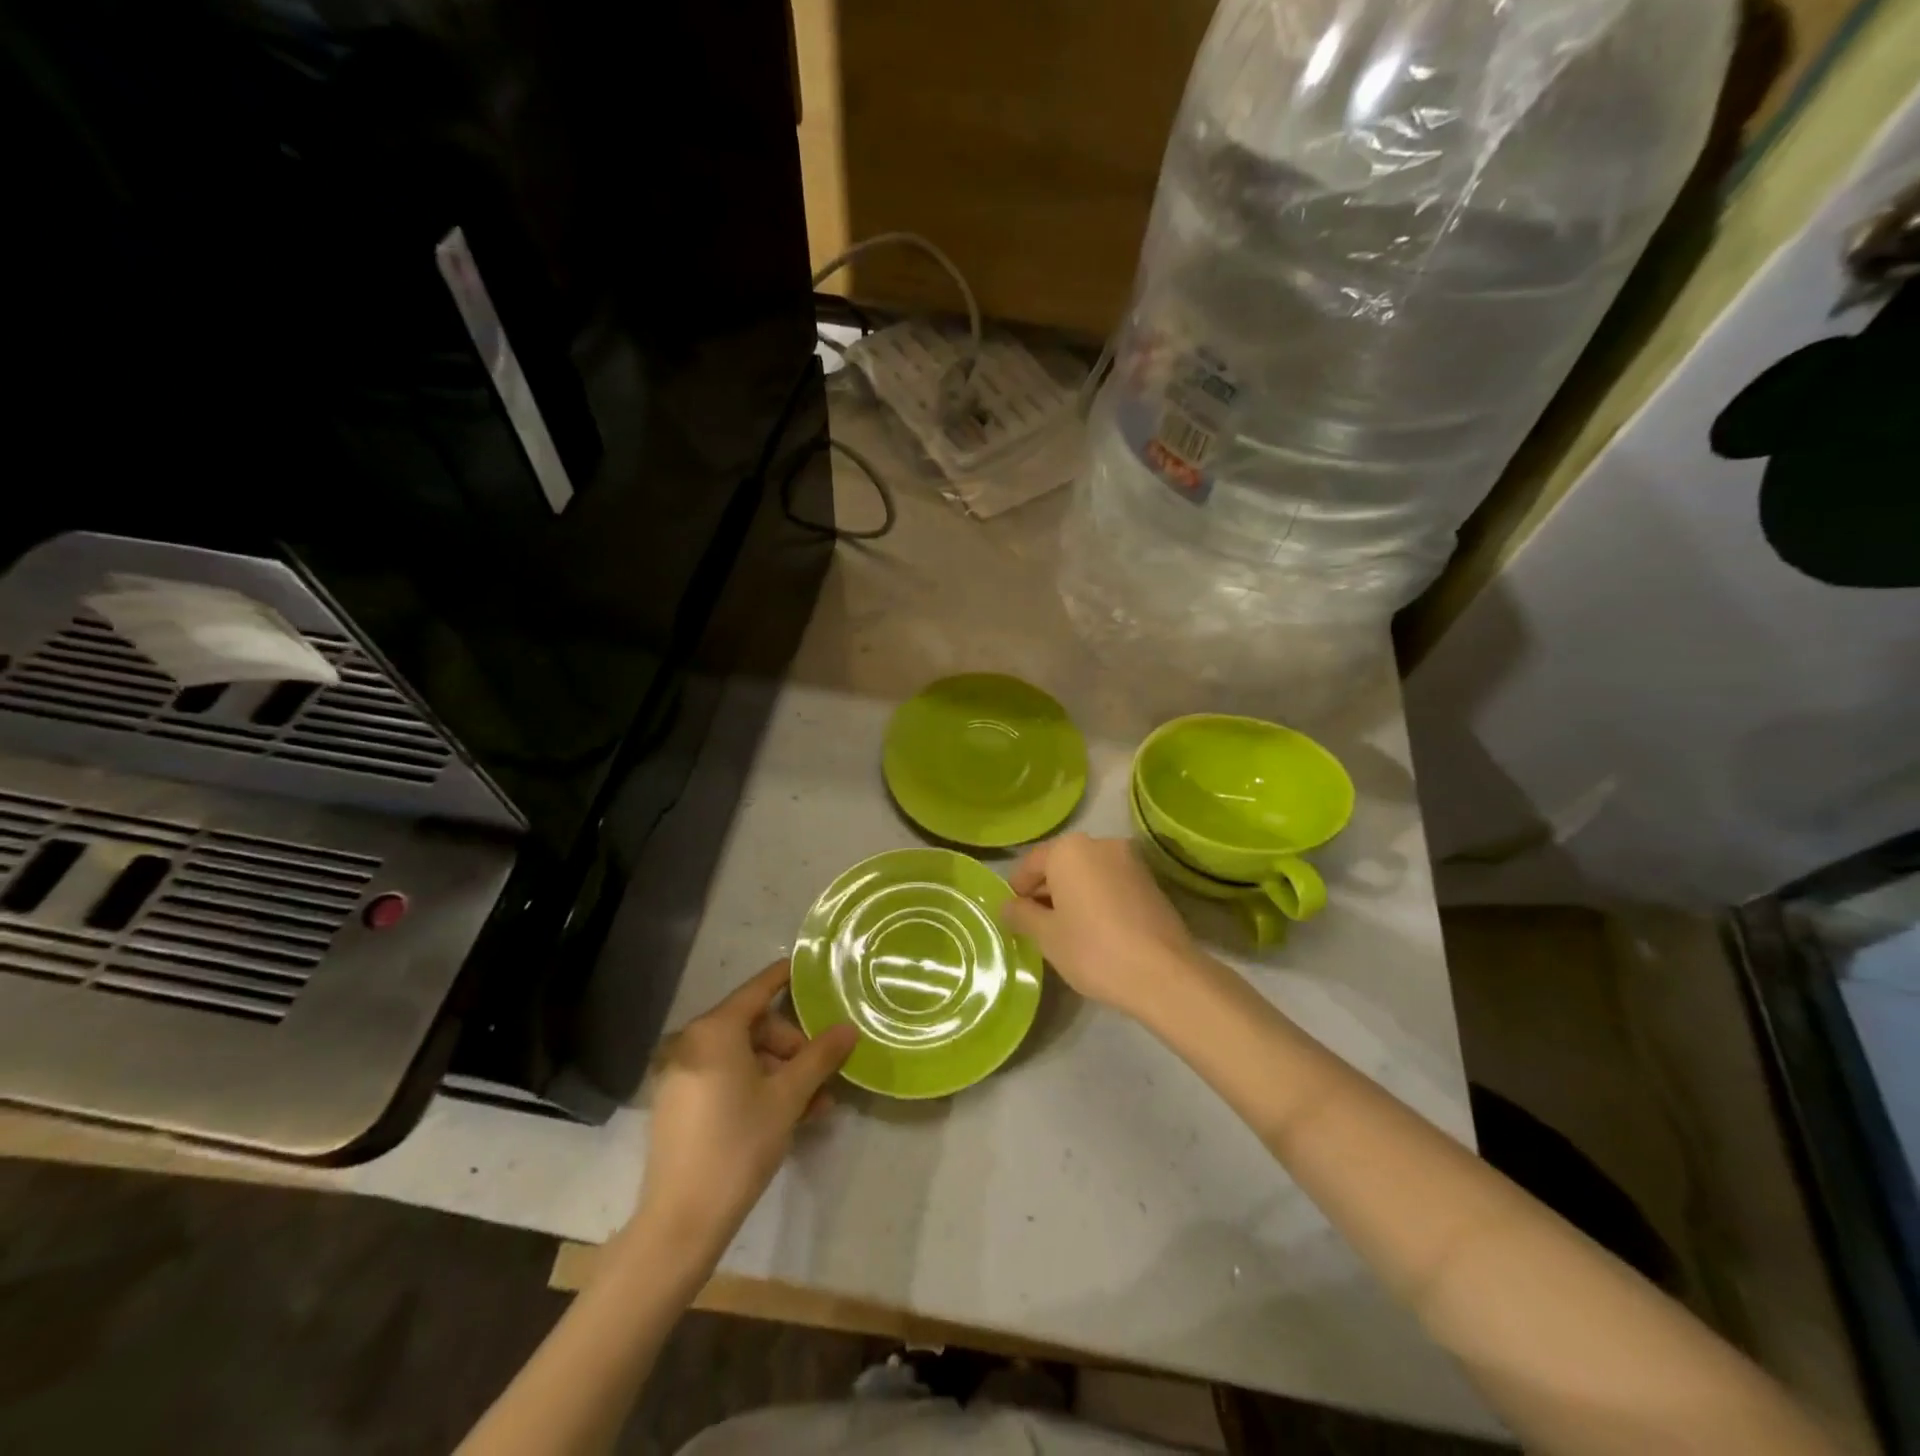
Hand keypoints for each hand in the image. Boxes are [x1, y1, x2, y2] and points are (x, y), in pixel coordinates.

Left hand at [635, 960, 857, 1262]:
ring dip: (781, 1074)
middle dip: (793, 1048)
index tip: (812, 967)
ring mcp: (682, 1074)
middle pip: (755, 1027)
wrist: (681, 1221)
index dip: (787, 976)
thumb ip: (820, 1056)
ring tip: (815, 1106)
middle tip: (822, 1076)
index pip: (759, 988)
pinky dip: (756, 1088)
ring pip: (744, 1057)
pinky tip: (786, 1115)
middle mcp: (692, 1043)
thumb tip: (848, 1028)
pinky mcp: (679, 1104)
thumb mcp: (788, 1097)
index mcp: (715, 1030)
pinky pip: (726, 1078)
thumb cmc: (739, 1144)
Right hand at [1003, 834, 1200, 1019]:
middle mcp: (1100, 844)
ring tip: (1064, 930)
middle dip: (1045, 891)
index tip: (1013, 915)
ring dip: (1071, 895)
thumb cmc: (1093, 949)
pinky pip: (1110, 883)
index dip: (1017, 889)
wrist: (1164, 974)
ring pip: (1087, 873)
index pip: (1031, 863)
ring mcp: (1130, 861)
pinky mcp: (1150, 881)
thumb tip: (1008, 906)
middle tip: (1035, 925)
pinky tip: (1093, 930)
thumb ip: (1021, 915)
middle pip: (1060, 864)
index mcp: (1069, 849)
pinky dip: (1096, 899)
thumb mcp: (1046, 936)